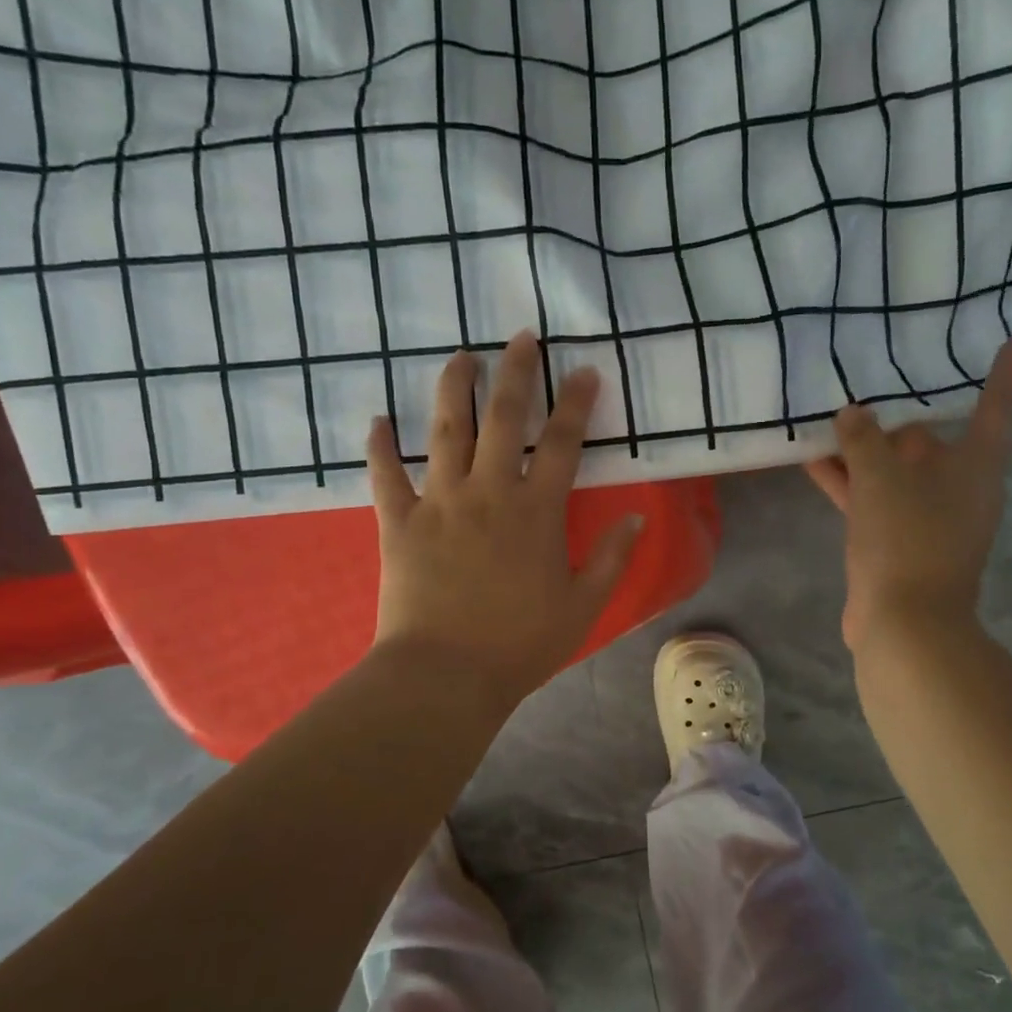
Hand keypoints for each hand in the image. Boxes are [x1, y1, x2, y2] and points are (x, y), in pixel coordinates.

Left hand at [368, 330, 642, 711]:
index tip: (584, 370)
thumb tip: (635, 518)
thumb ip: (612, 558)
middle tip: (521, 336)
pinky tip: (377, 420)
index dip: (575, 402)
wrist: (445, 674)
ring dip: (452, 387)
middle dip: (515, 371)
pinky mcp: (398, 522)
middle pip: (501, 417)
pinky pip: (385, 475)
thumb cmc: (520, 644)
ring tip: (460, 356)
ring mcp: (438, 502)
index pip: (561, 442)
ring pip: (444, 430)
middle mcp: (487, 492)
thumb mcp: (583, 606)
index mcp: (535, 511)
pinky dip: (379, 446)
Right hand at [805, 340, 1011, 651]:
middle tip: (870, 378)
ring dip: (862, 451)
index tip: (1011, 343)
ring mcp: (926, 517)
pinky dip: (848, 482)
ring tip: (828, 417)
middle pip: (930, 440)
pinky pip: (872, 499)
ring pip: (893, 471)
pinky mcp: (897, 541)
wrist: (904, 622)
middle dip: (897, 416)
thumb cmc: (907, 538)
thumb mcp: (881, 478)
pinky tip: (813, 461)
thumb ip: (864, 439)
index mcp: (976, 466)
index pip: (995, 408)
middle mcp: (958, 488)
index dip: (1002, 375)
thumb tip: (853, 413)